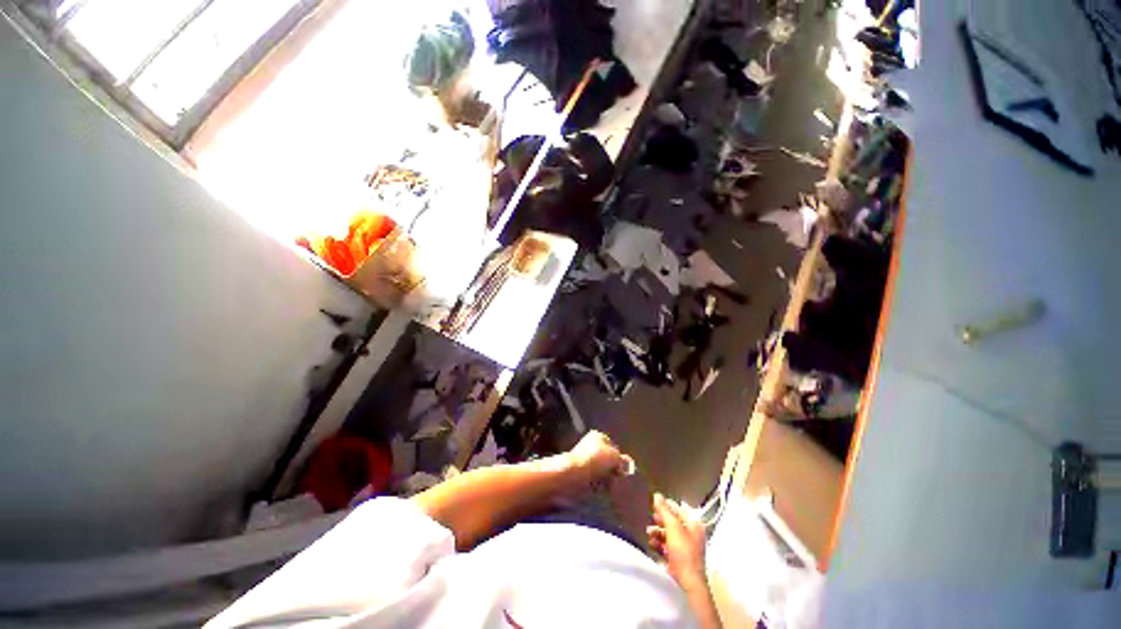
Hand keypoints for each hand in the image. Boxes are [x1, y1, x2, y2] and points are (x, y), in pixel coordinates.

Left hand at [567, 430, 633, 490]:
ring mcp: (584, 460)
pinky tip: (600, 490)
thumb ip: (623, 460)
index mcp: (598, 436)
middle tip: (617, 480)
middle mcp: (590, 445)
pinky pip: (594, 481)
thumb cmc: (594, 461)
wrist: (572, 476)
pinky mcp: (580, 475)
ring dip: (606, 480)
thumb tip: (628, 464)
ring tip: (608, 487)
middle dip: (613, 471)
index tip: (622, 470)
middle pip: (608, 460)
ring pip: (602, 472)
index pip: (614, 448)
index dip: (619, 459)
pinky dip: (598, 487)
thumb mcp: (614, 457)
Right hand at [648, 493, 706, 589]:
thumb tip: (657, 495)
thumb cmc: (683, 551)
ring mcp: (685, 547)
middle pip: (673, 522)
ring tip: (648, 533)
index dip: (666, 505)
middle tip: (649, 518)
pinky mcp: (678, 559)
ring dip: (657, 533)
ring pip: (668, 534)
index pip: (678, 509)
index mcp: (693, 525)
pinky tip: (651, 543)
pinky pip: (666, 547)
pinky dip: (658, 544)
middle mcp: (691, 534)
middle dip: (660, 520)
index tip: (653, 503)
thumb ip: (664, 511)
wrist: (688, 583)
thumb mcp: (673, 527)